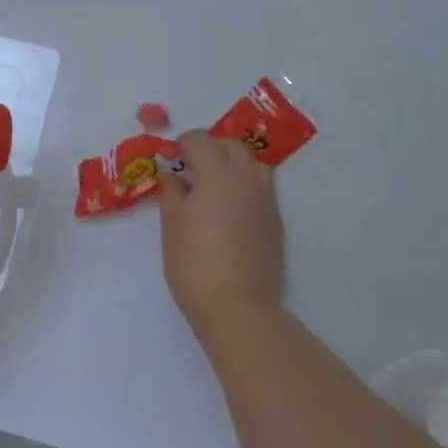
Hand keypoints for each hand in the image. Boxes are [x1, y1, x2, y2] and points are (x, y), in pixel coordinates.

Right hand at [158, 130, 286, 336]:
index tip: (172, 159)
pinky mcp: (276, 222)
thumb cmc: (194, 264)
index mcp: (216, 173)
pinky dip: (247, 186)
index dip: (183, 143)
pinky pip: (263, 188)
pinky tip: (232, 210)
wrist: (238, 307)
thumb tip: (171, 174)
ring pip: (254, 163)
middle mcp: (246, 178)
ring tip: (217, 185)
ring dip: (234, 163)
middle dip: (211, 148)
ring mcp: (266, 200)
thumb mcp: (172, 226)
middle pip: (232, 145)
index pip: (200, 139)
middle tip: (192, 168)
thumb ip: (171, 192)